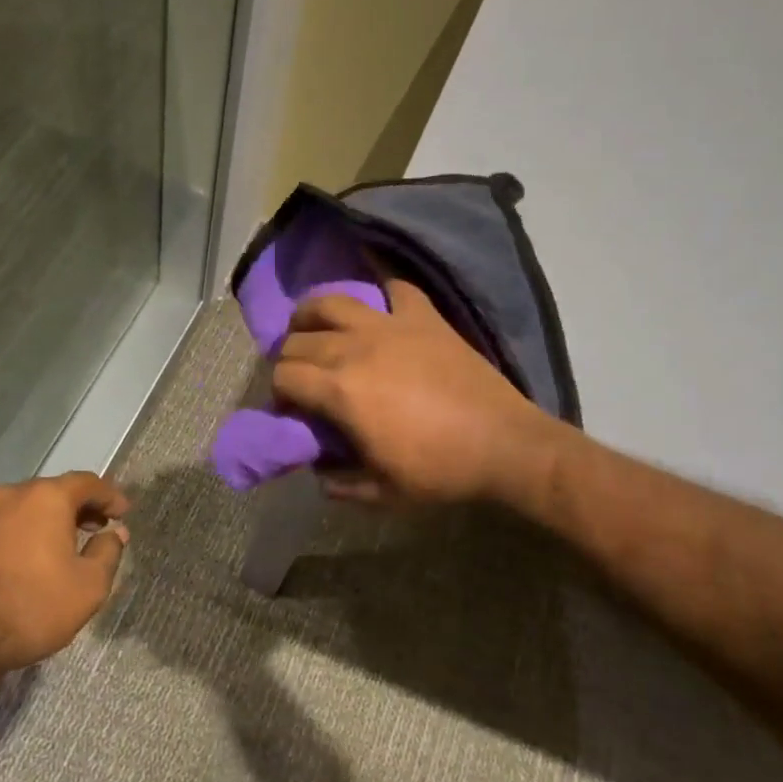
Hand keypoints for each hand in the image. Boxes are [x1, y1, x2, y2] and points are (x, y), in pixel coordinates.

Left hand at [0, 472, 128, 670]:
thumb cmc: (31, 608)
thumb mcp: (88, 586)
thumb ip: (108, 552)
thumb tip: (114, 532)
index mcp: (46, 499)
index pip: (87, 483)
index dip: (110, 496)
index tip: (122, 513)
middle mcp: (9, 497)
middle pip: (51, 492)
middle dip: (76, 508)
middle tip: (93, 529)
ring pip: (19, 511)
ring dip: (42, 524)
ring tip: (55, 550)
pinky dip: (13, 540)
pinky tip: (18, 568)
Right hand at [271, 280, 561, 504]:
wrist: (503, 445)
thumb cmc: (440, 471)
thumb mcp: (381, 493)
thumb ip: (339, 483)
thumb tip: (319, 470)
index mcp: (340, 391)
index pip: (284, 376)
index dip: (279, 394)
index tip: (291, 409)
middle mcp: (356, 348)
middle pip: (299, 339)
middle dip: (290, 358)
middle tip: (303, 378)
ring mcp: (391, 326)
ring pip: (332, 301)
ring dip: (313, 314)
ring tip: (315, 328)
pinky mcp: (425, 317)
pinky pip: (394, 288)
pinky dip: (381, 293)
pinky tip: (379, 309)